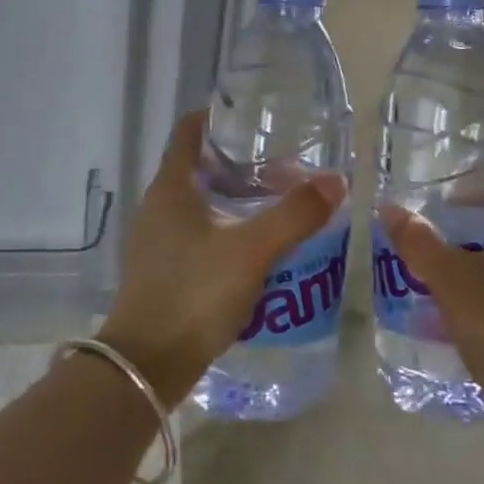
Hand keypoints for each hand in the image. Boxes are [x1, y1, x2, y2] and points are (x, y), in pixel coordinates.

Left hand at [99, 111, 346, 407]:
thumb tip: (336, 180)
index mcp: (171, 187)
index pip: (189, 130)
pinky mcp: (162, 270)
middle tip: (284, 166)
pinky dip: (226, 228)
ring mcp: (156, 240)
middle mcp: (158, 206)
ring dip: (235, 198)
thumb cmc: (194, 293)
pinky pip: (198, 233)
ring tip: (277, 203)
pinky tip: (256, 247)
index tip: (256, 119)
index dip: (219, 117)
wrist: (146, 367)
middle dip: (240, 162)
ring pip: (200, 202)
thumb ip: (295, 214)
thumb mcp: (253, 250)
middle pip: (199, 166)